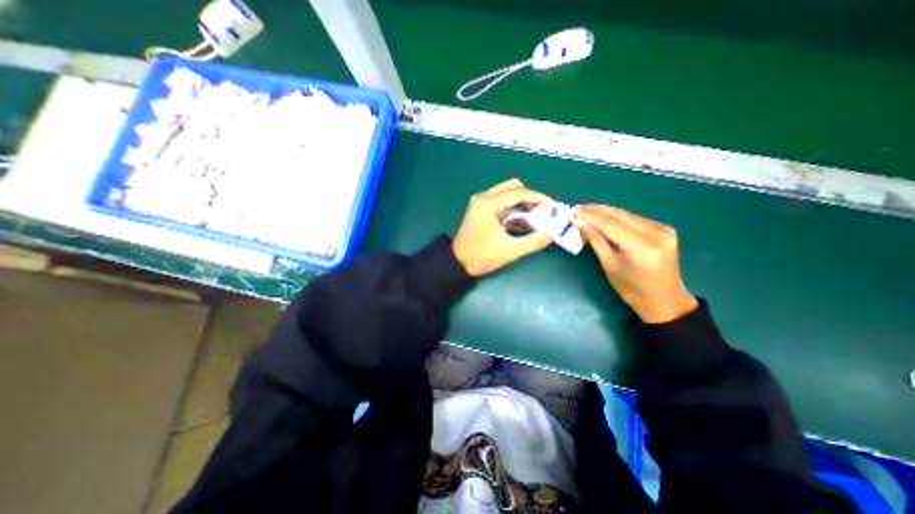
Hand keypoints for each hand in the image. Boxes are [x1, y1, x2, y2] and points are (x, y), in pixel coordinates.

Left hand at [454, 179, 553, 275]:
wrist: (458, 263)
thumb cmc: (482, 257)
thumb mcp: (510, 251)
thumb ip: (534, 241)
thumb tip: (553, 232)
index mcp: (488, 205)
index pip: (518, 193)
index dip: (538, 198)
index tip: (552, 207)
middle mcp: (483, 198)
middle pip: (513, 187)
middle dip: (530, 198)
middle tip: (542, 212)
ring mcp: (480, 202)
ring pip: (506, 193)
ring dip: (522, 203)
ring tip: (535, 218)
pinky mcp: (479, 209)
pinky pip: (500, 202)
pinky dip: (513, 209)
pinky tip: (522, 222)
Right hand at [574, 204, 697, 321]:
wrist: (665, 300)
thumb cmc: (632, 290)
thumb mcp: (609, 266)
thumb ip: (596, 241)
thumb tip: (580, 223)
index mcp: (642, 248)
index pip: (611, 225)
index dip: (591, 216)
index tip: (574, 211)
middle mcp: (657, 234)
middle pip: (621, 215)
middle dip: (597, 210)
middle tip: (578, 208)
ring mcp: (663, 230)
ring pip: (627, 215)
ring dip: (606, 212)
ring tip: (587, 211)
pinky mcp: (664, 229)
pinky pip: (634, 219)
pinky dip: (617, 217)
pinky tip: (604, 217)